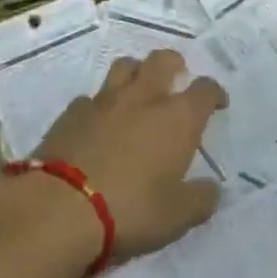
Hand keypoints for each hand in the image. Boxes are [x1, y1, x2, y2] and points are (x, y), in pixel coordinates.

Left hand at [35, 50, 228, 265]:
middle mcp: (144, 97)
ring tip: (137, 91)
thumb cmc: (130, 210)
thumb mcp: (177, 217)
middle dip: (174, 65)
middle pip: (163, 60)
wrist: (59, 208)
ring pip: (125, 66)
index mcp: (178, 118)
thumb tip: (210, 189)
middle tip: (176, 80)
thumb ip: (200, 200)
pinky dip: (99, 105)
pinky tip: (97, 123)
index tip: (217, 104)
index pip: (205, 89)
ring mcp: (105, 100)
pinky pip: (91, 97)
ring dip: (136, 72)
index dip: (214, 93)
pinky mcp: (72, 112)